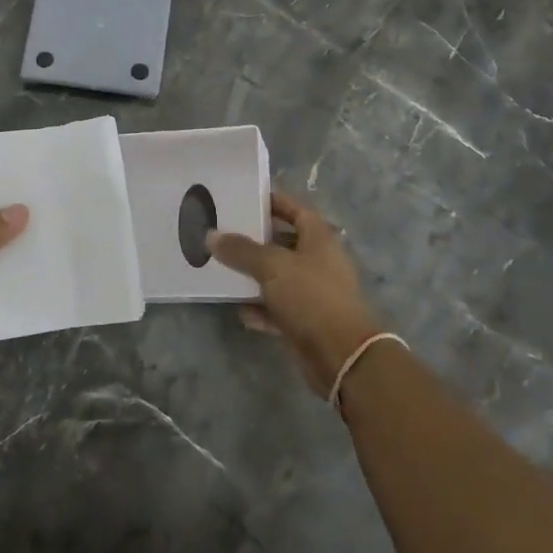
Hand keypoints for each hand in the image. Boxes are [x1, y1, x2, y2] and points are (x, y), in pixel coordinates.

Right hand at [210, 192, 381, 395]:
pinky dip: (260, 309)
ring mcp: (313, 293)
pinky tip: (239, 310)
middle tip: (224, 233)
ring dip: (255, 276)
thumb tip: (211, 235)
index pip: (296, 210)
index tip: (245, 198)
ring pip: (278, 278)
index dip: (273, 202)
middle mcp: (318, 262)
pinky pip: (278, 309)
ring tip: (223, 269)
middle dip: (256, 240)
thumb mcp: (272, 266)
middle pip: (284, 243)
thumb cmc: (310, 296)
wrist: (342, 355)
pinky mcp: (306, 322)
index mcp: (318, 239)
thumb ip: (241, 250)